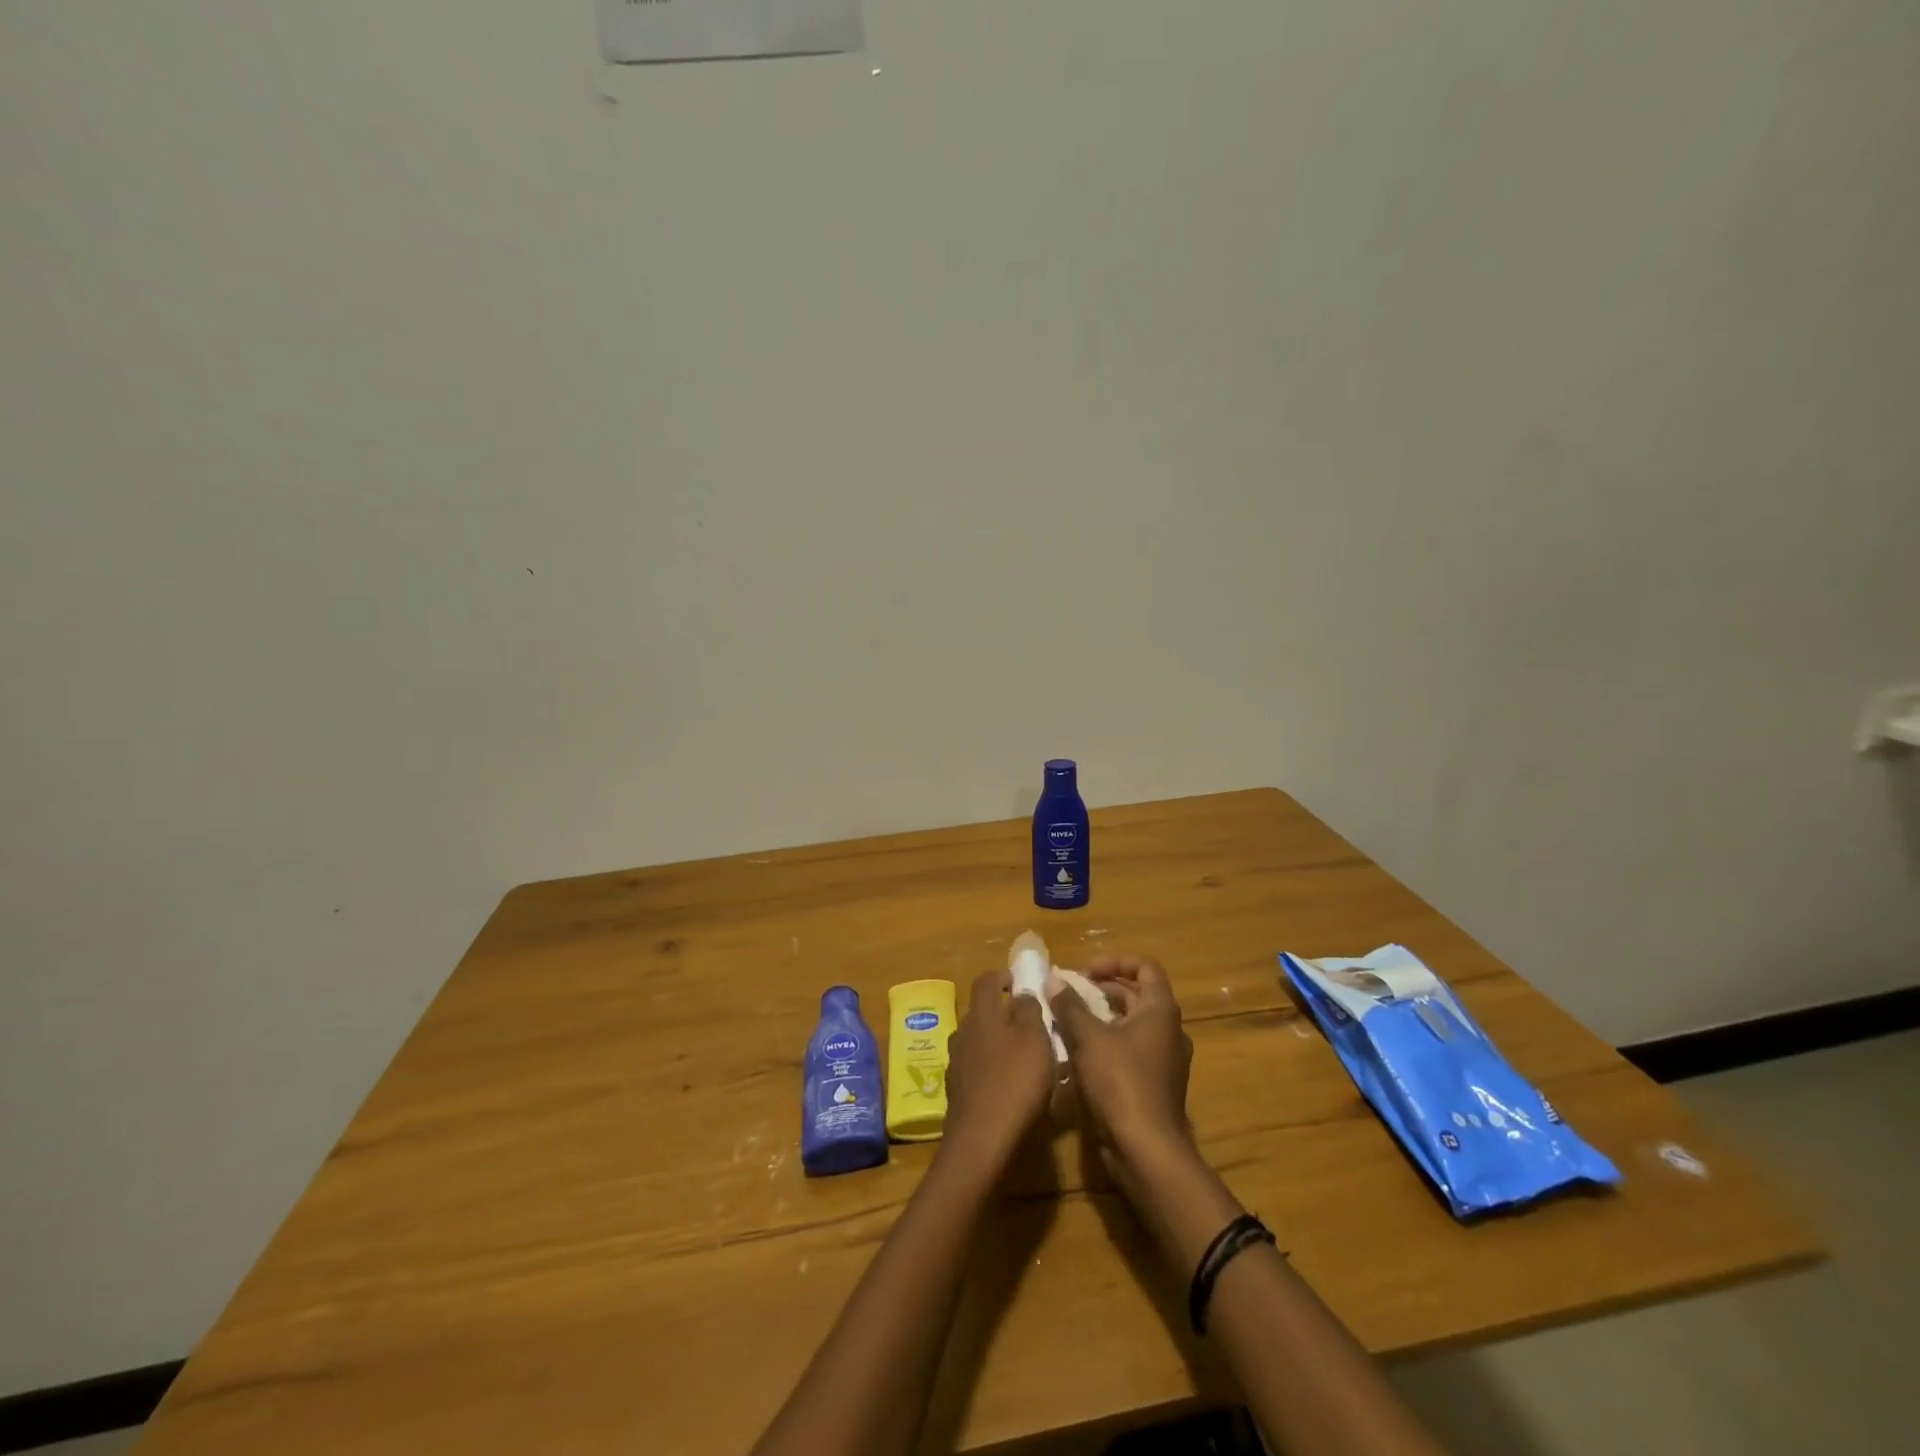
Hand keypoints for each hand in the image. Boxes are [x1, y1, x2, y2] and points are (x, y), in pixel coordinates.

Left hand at [941, 970, 1056, 1169]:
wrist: (982, 1140)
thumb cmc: (1015, 1080)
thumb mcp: (1035, 1038)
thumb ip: (1029, 1010)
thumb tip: (1021, 993)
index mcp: (982, 1013)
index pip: (986, 980)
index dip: (1004, 976)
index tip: (1022, 982)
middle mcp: (963, 1031)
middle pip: (982, 1012)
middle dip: (1004, 1013)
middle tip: (1032, 1025)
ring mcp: (956, 1062)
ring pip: (979, 1041)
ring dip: (998, 1043)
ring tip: (1024, 1059)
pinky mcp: (957, 1091)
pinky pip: (976, 1068)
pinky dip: (992, 1069)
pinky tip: (1010, 1087)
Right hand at [1049, 954, 1193, 1173]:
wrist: (1147, 1151)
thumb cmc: (1120, 1083)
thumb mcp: (1088, 1038)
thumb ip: (1069, 1005)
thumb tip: (1054, 980)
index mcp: (1160, 1010)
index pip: (1145, 967)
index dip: (1114, 962)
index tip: (1084, 972)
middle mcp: (1169, 1030)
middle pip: (1136, 995)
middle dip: (1100, 990)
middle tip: (1068, 995)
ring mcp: (1164, 1059)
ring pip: (1130, 1025)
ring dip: (1099, 1018)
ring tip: (1067, 1023)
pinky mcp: (1154, 1084)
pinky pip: (1129, 1051)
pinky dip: (1106, 1044)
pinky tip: (1077, 1056)